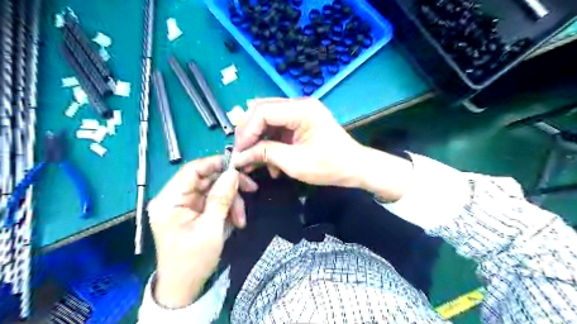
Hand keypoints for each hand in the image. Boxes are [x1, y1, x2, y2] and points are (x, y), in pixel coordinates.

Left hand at [148, 157, 256, 308]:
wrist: (185, 288)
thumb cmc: (193, 260)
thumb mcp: (210, 228)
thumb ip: (221, 198)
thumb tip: (233, 172)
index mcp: (169, 200)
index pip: (192, 170)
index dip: (215, 164)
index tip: (238, 167)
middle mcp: (175, 198)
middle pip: (207, 179)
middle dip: (230, 187)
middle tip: (251, 190)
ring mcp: (185, 205)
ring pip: (214, 190)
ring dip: (231, 201)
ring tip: (241, 219)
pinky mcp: (194, 212)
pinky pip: (215, 201)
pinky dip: (227, 208)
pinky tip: (235, 221)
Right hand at [232, 98, 412, 200]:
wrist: (354, 167)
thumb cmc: (330, 166)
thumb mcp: (295, 163)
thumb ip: (266, 154)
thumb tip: (240, 155)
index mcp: (302, 110)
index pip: (263, 112)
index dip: (246, 131)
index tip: (239, 151)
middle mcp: (299, 105)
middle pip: (262, 111)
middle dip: (249, 133)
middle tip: (242, 154)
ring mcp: (300, 112)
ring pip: (267, 121)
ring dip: (258, 140)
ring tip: (254, 162)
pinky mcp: (300, 122)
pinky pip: (277, 129)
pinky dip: (270, 144)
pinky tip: (270, 163)